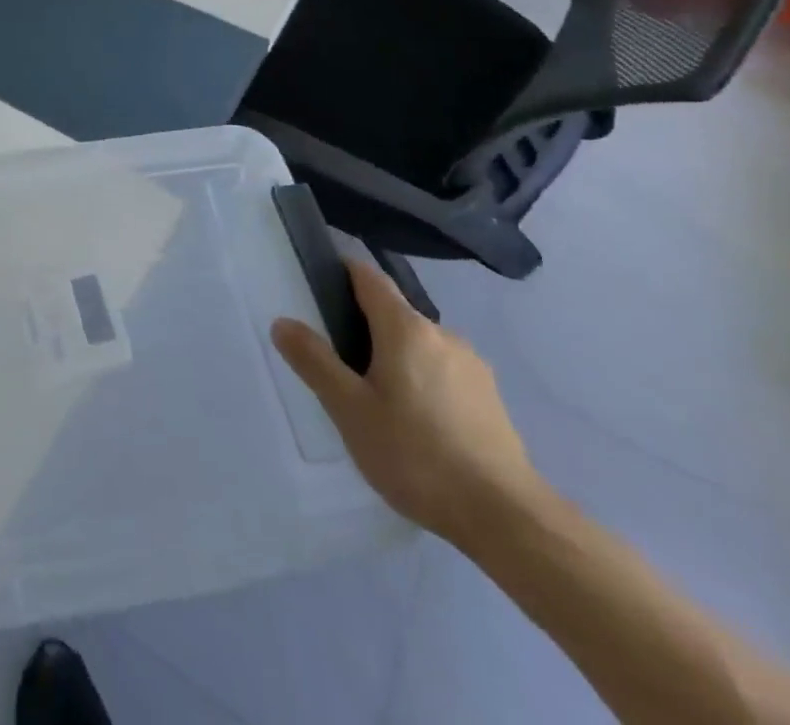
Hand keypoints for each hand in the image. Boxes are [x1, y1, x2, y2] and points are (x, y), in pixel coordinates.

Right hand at [272, 261, 544, 550]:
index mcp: (405, 328)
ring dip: (394, 356)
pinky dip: (421, 380)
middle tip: (337, 360)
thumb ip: (315, 362)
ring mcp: (472, 366)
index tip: (320, 282)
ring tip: (374, 398)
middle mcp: (442, 335)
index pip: (369, 277)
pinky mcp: (490, 399)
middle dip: (364, 325)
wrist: (506, 518)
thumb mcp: (350, 410)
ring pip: (420, 345)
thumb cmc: (416, 455)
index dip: (343, 271)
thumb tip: (283, 322)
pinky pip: (443, 371)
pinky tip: (414, 422)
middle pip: (394, 312)